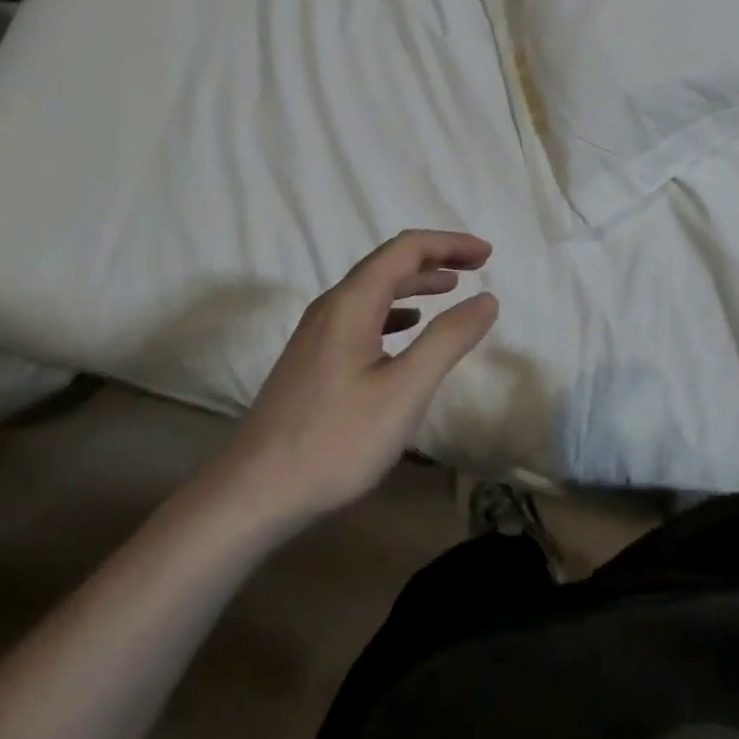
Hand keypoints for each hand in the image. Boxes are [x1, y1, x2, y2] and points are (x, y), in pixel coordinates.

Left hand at [209, 231, 498, 522]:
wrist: (252, 495)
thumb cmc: (335, 440)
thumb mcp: (404, 390)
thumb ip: (448, 339)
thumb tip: (487, 299)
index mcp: (353, 302)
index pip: (407, 248)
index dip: (450, 244)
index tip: (487, 255)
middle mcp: (332, 306)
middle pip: (389, 262)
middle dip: (435, 258)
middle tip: (476, 266)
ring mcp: (317, 332)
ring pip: (373, 289)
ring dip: (415, 283)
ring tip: (450, 289)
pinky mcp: (312, 359)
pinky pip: (361, 315)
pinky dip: (394, 310)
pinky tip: (406, 329)